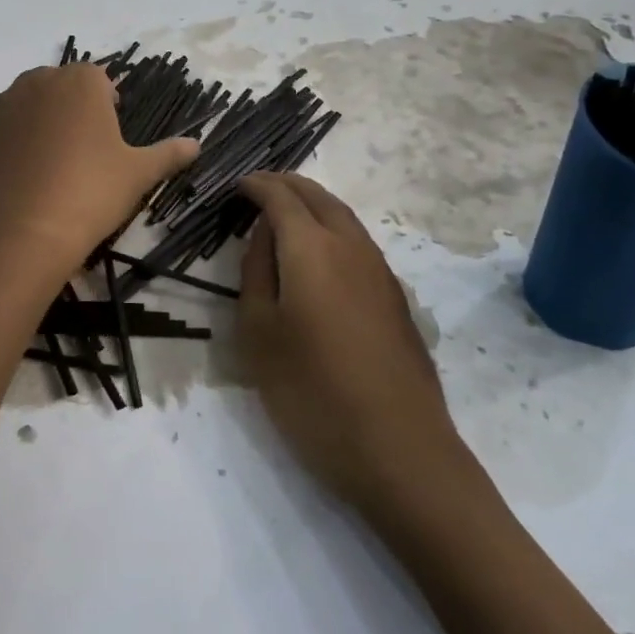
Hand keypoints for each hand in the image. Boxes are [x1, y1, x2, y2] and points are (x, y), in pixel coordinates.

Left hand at [0, 64, 199, 273]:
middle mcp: (36, 83)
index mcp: (80, 81)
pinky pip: (3, 134)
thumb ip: (168, 154)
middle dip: (73, 109)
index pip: (99, 78)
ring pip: (28, 107)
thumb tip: (197, 144)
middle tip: (86, 150)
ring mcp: (1, 108)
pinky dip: (15, 147)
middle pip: (60, 87)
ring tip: (54, 165)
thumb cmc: (91, 190)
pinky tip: (27, 180)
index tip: (113, 134)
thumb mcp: (139, 173)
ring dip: (41, 124)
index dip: (109, 103)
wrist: (23, 231)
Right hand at [238, 173, 480, 514]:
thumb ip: (256, 272)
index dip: (256, 185)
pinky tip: (320, 256)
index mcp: (312, 247)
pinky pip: (358, 242)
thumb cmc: (311, 391)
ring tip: (285, 215)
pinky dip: (332, 229)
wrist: (398, 449)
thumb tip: (263, 232)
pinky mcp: (396, 298)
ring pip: (343, 217)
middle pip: (319, 196)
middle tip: (258, 188)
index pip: (281, 196)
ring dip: (312, 205)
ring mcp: (380, 271)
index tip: (236, 185)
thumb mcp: (259, 332)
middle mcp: (351, 246)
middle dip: (287, 185)